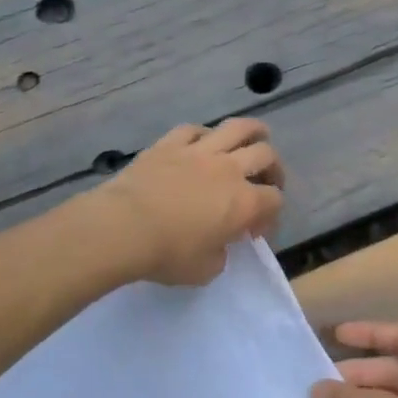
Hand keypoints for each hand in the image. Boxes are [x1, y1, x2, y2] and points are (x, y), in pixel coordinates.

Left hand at [95, 119, 284, 286]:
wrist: (123, 228)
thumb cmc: (168, 254)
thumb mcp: (205, 270)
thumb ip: (221, 254)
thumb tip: (218, 243)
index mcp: (244, 203)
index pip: (274, 200)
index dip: (271, 215)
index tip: (254, 231)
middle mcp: (229, 170)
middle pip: (266, 155)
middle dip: (274, 169)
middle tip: (266, 181)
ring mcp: (199, 151)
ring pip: (237, 128)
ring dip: (253, 131)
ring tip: (257, 136)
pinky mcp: (170, 143)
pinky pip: (195, 129)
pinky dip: (205, 134)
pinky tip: (204, 142)